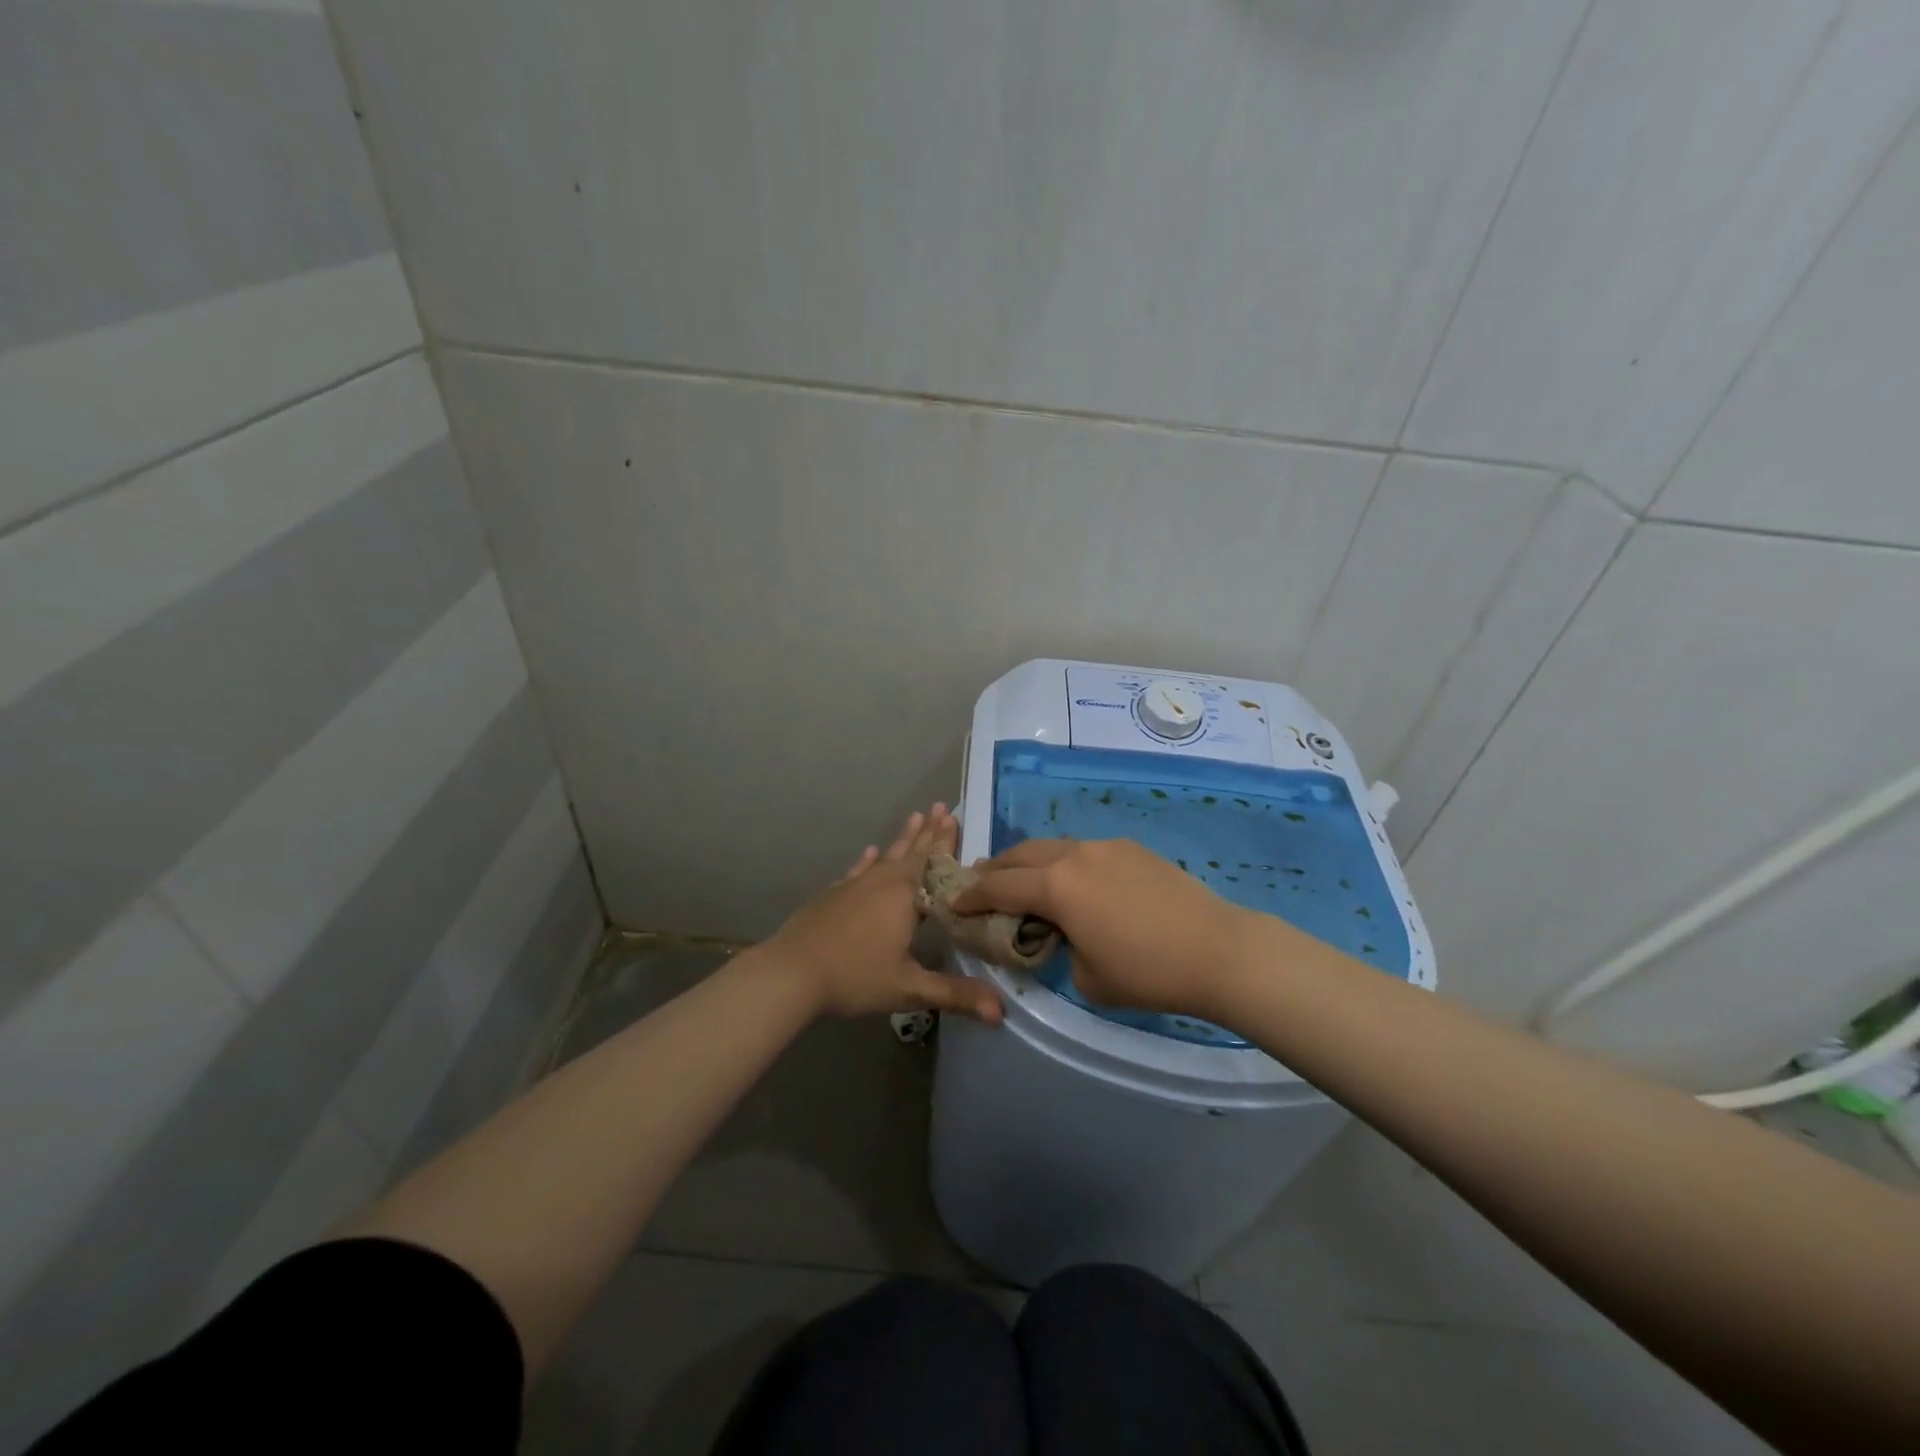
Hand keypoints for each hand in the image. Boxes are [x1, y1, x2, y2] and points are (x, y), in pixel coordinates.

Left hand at [760, 805, 1004, 1024]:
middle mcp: (882, 882)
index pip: (935, 864)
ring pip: (886, 855)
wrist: (790, 973)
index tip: (957, 818)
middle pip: (912, 852)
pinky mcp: (833, 894)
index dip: (947, 843)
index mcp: (905, 897)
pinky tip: (869, 851)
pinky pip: (858, 870)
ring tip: (915, 815)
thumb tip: (1002, 1012)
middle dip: (929, 831)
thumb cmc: (854, 977)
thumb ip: (955, 995)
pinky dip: (867, 860)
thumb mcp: (909, 988)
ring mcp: (854, 885)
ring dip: (903, 838)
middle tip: (941, 806)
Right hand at [952, 838, 1264, 1021]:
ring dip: (1031, 862)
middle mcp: (1075, 855)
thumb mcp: (1087, 977)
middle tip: (981, 883)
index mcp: (1057, 886)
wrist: (1218, 950)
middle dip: (996, 868)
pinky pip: (1084, 851)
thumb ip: (1061, 948)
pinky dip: (1065, 863)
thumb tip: (1064, 934)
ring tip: (1025, 881)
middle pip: (1021, 854)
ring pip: (1053, 847)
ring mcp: (1106, 846)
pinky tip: (1075, 883)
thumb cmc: (1148, 972)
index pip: (999, 886)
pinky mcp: (1132, 848)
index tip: (954, 903)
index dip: (972, 896)